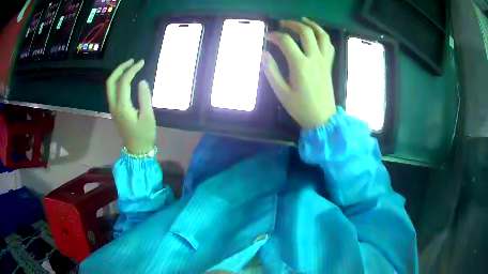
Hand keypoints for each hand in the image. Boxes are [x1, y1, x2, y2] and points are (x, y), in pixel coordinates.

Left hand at [106, 59, 155, 153]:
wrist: (136, 150)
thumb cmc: (144, 135)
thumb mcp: (148, 117)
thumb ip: (144, 97)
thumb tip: (142, 81)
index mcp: (122, 106)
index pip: (124, 82)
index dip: (132, 70)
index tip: (142, 62)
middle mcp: (114, 105)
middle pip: (111, 82)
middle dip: (120, 69)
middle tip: (132, 61)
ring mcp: (113, 108)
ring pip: (110, 86)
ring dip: (118, 74)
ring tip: (130, 67)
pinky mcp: (115, 110)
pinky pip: (112, 91)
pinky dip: (118, 81)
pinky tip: (126, 79)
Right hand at [262, 17, 335, 128]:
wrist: (323, 119)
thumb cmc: (301, 108)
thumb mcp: (281, 92)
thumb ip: (271, 71)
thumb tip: (264, 54)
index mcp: (300, 65)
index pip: (286, 41)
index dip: (274, 35)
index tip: (267, 37)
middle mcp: (314, 58)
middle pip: (306, 32)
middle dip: (293, 24)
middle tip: (283, 23)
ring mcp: (324, 61)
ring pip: (322, 35)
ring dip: (312, 25)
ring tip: (303, 20)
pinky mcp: (329, 65)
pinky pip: (329, 46)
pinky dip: (323, 37)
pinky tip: (316, 35)